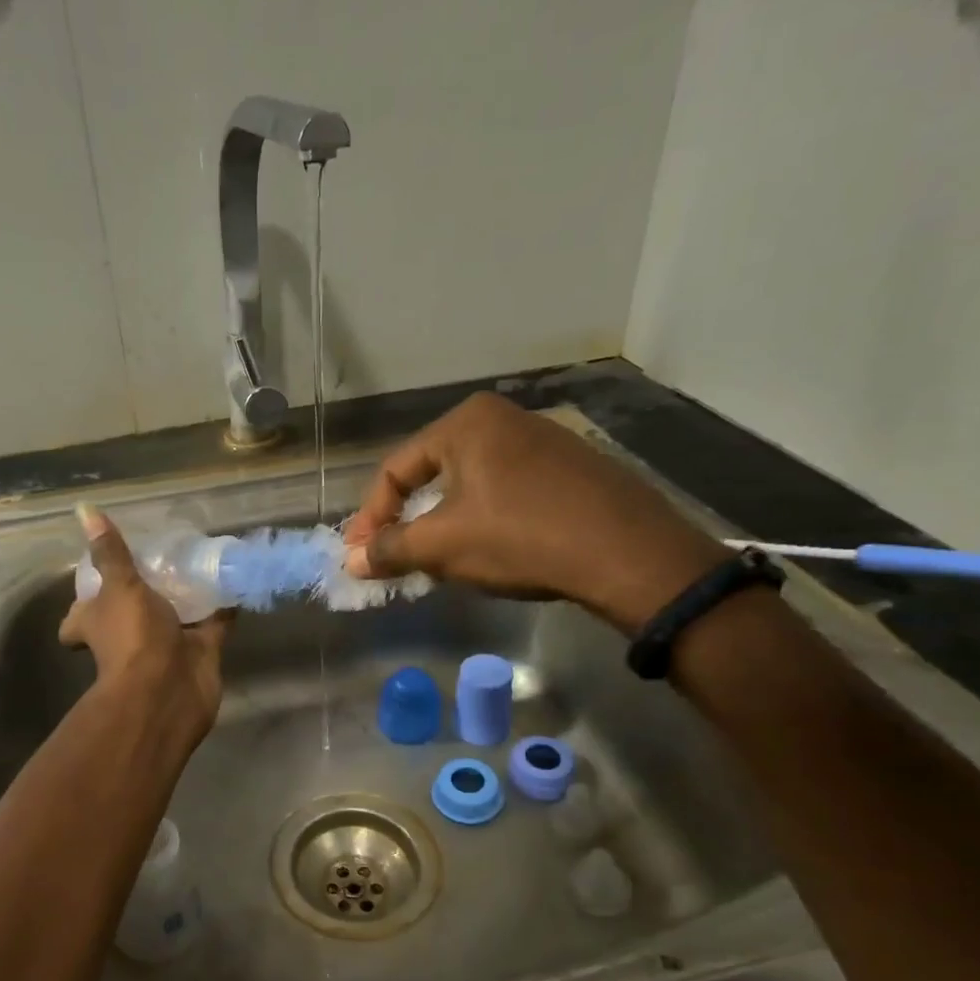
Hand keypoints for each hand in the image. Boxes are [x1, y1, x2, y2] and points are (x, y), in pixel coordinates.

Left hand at [60, 504, 226, 739]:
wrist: (169, 691)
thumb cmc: (133, 636)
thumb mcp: (119, 587)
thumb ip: (111, 552)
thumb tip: (84, 509)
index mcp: (97, 624)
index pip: (78, 619)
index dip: (83, 605)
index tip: (96, 580)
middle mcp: (128, 637)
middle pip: (130, 615)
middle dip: (141, 596)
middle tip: (159, 560)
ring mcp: (165, 646)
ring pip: (174, 617)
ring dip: (185, 598)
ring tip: (199, 561)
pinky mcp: (199, 653)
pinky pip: (213, 625)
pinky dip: (223, 607)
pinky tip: (234, 580)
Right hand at [342, 393, 726, 632]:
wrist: (627, 553)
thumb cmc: (520, 537)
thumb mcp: (443, 545)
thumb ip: (390, 549)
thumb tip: (352, 561)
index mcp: (466, 423)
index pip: (396, 469)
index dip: (371, 517)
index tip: (360, 556)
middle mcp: (503, 419)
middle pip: (432, 473)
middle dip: (406, 519)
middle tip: (392, 556)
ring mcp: (542, 441)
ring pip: (469, 484)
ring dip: (442, 523)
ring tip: (434, 559)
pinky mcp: (570, 469)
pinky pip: (505, 491)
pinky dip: (482, 520)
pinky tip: (486, 550)